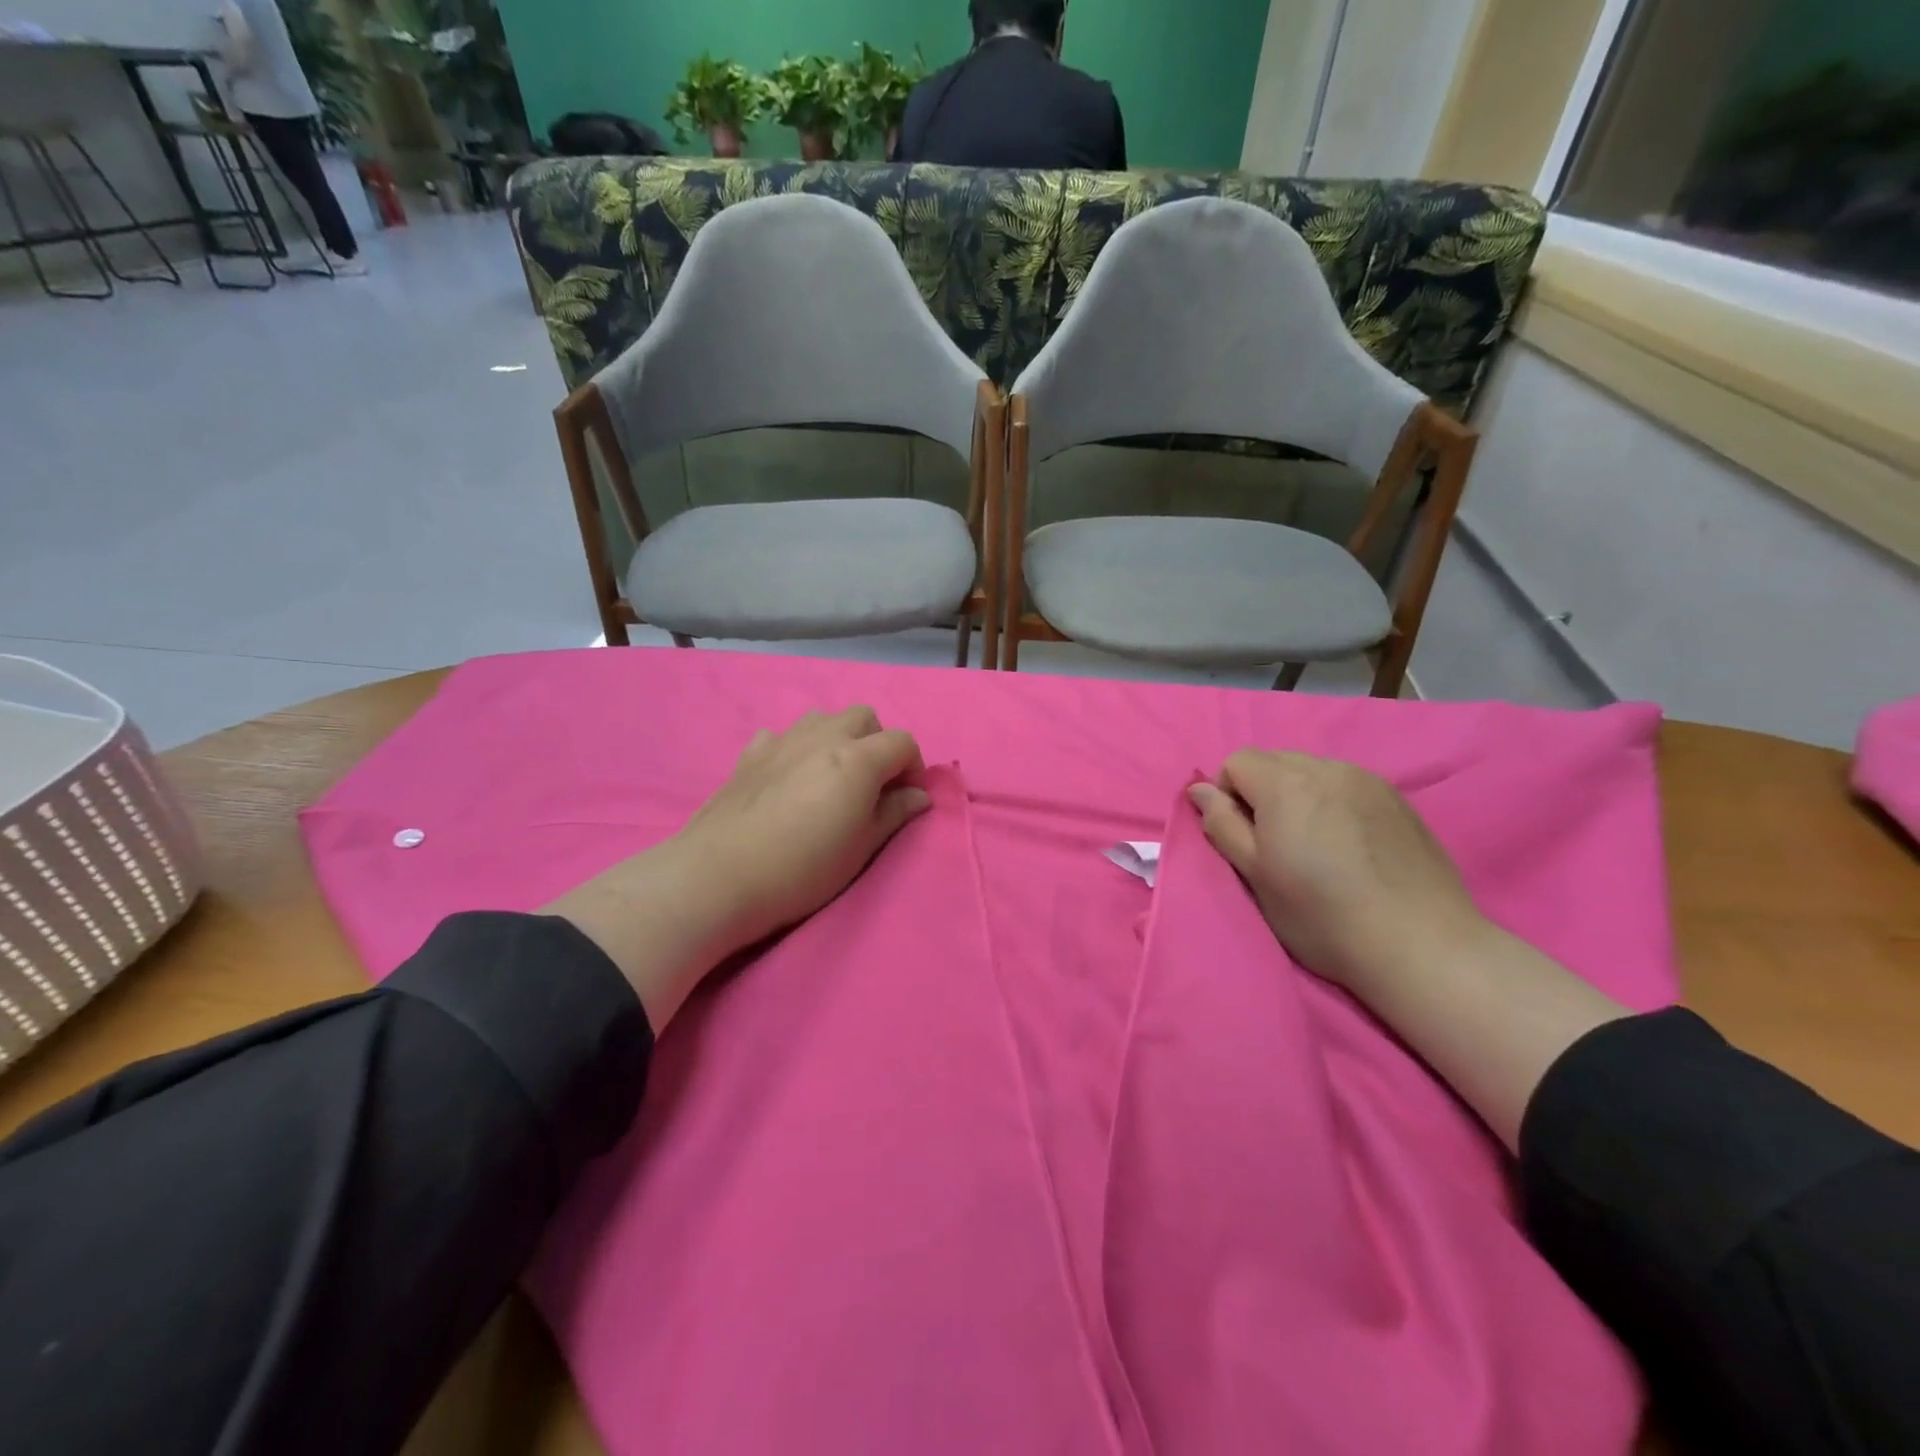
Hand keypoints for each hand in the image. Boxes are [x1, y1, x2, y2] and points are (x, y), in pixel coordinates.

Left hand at [673, 707, 930, 951]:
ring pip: (822, 717)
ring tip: (830, 776)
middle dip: (877, 742)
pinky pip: (781, 735)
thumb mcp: (861, 848)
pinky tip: (787, 776)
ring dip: (837, 738)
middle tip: (871, 784)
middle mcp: (823, 737)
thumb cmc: (804, 868)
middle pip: (864, 716)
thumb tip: (919, 795)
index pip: (902, 741)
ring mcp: (782, 741)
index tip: (905, 798)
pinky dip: (794, 747)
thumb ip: (894, 814)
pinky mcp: (750, 755)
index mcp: (858, 759)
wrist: (722, 876)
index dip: (913, 767)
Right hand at [1188, 752, 1491, 994]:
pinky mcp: (1398, 800)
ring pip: (1312, 771)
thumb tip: (1199, 790)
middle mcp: (1327, 768)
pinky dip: (1334, 803)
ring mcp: (1368, 781)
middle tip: (1277, 844)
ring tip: (1317, 846)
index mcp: (1286, 784)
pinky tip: (1351, 846)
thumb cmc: (1322, 915)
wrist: (1420, 945)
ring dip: (1299, 796)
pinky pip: (1347, 785)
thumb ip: (1222, 824)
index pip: (1236, 762)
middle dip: (1262, 792)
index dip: (1229, 796)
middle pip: (1274, 761)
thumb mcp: (1255, 875)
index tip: (1245, 838)